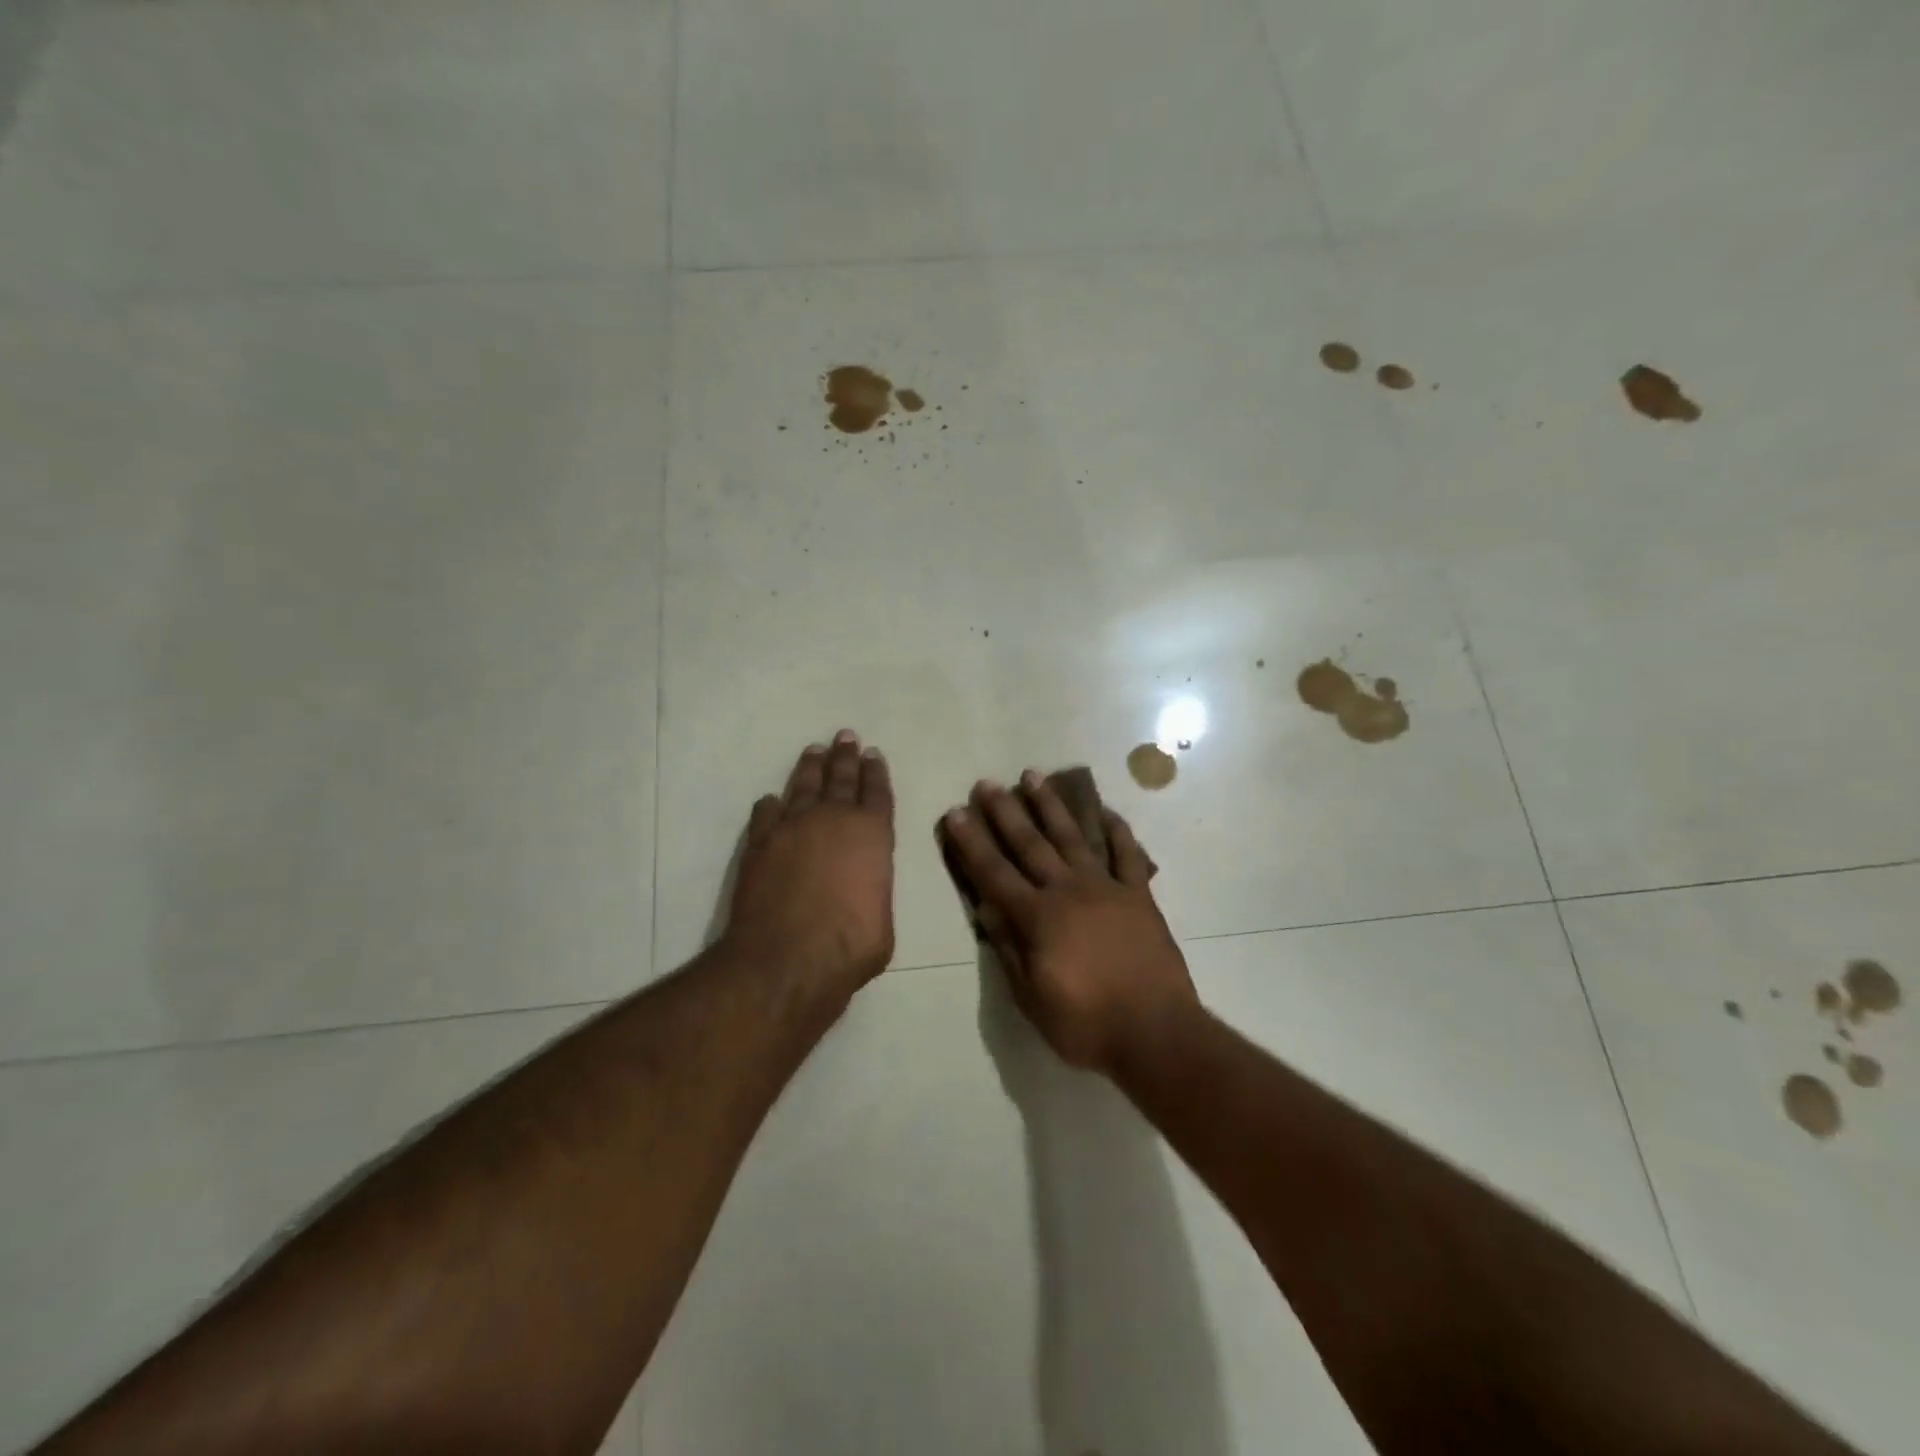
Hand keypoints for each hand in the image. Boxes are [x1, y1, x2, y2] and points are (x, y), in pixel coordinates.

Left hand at [725, 731, 895, 1000]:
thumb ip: (873, 892)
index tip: (873, 754)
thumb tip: (862, 892)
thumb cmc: (850, 945)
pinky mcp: (760, 843)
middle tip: (846, 736)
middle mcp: (833, 820)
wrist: (787, 958)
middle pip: (841, 778)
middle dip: (845, 756)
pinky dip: (771, 805)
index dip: (876, 772)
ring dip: (810, 767)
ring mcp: (792, 827)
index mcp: (872, 834)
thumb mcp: (882, 921)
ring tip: (814, 751)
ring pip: (803, 785)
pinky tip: (771, 800)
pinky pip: (766, 813)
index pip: (877, 793)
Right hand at [941, 772, 1198, 1074]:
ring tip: (1033, 776)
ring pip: (1073, 837)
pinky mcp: (1138, 895)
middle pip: (1030, 844)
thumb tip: (985, 907)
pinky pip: (1127, 854)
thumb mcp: (1032, 998)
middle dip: (1005, 812)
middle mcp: (1068, 891)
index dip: (972, 843)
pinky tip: (1104, 810)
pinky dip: (1117, 830)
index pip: (994, 873)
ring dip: (1051, 806)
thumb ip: (1008, 948)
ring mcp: (1106, 888)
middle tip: (987, 784)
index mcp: (1038, 918)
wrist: (1156, 1033)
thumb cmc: (1086, 1024)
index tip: (956, 813)